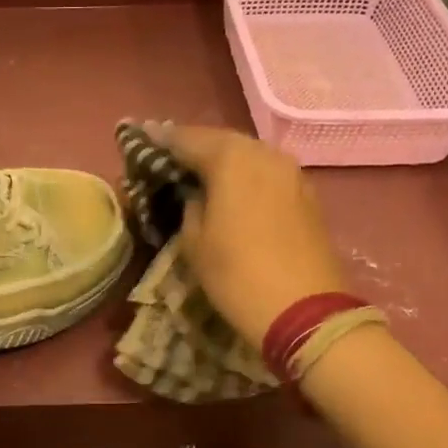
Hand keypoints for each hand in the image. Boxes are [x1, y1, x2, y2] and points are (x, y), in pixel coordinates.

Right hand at [152, 124, 351, 347]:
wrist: (305, 311)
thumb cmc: (237, 274)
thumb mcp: (194, 241)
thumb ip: (189, 205)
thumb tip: (195, 193)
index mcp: (230, 159)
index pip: (186, 139)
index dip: (161, 139)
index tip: (141, 136)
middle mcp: (263, 153)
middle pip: (220, 140)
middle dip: (193, 144)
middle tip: (167, 152)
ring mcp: (290, 171)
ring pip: (247, 153)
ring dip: (221, 157)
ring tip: (197, 168)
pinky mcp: (306, 192)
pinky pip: (266, 171)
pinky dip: (245, 173)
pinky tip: (231, 186)